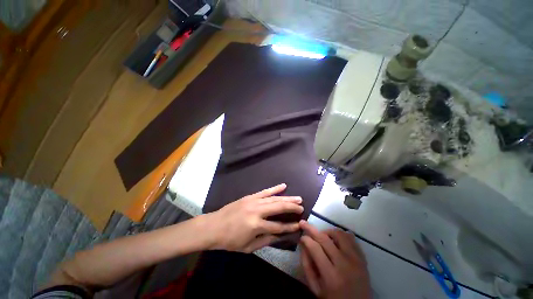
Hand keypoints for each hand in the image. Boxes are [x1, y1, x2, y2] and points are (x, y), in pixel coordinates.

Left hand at [203, 183, 303, 252]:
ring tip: (298, 198)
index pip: (278, 226)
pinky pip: (265, 191)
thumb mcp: (247, 247)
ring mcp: (253, 201)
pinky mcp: (250, 196)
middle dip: (292, 207)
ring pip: (274, 198)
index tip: (299, 225)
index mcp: (256, 225)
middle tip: (302, 207)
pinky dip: (275, 188)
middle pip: (279, 207)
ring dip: (287, 198)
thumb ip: (265, 240)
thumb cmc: (229, 240)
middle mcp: (257, 211)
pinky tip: (283, 185)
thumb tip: (280, 235)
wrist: (213, 226)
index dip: (290, 227)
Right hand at [299, 221, 370, 298]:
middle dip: (312, 229)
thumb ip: (307, 265)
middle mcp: (345, 264)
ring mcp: (356, 260)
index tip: (301, 236)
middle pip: (325, 238)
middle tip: (304, 224)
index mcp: (331, 276)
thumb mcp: (316, 288)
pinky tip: (335, 240)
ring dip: (327, 231)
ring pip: (339, 234)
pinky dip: (341, 235)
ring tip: (322, 237)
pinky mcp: (363, 258)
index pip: (315, 248)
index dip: (306, 239)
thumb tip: (302, 243)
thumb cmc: (333, 298)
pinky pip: (351, 238)